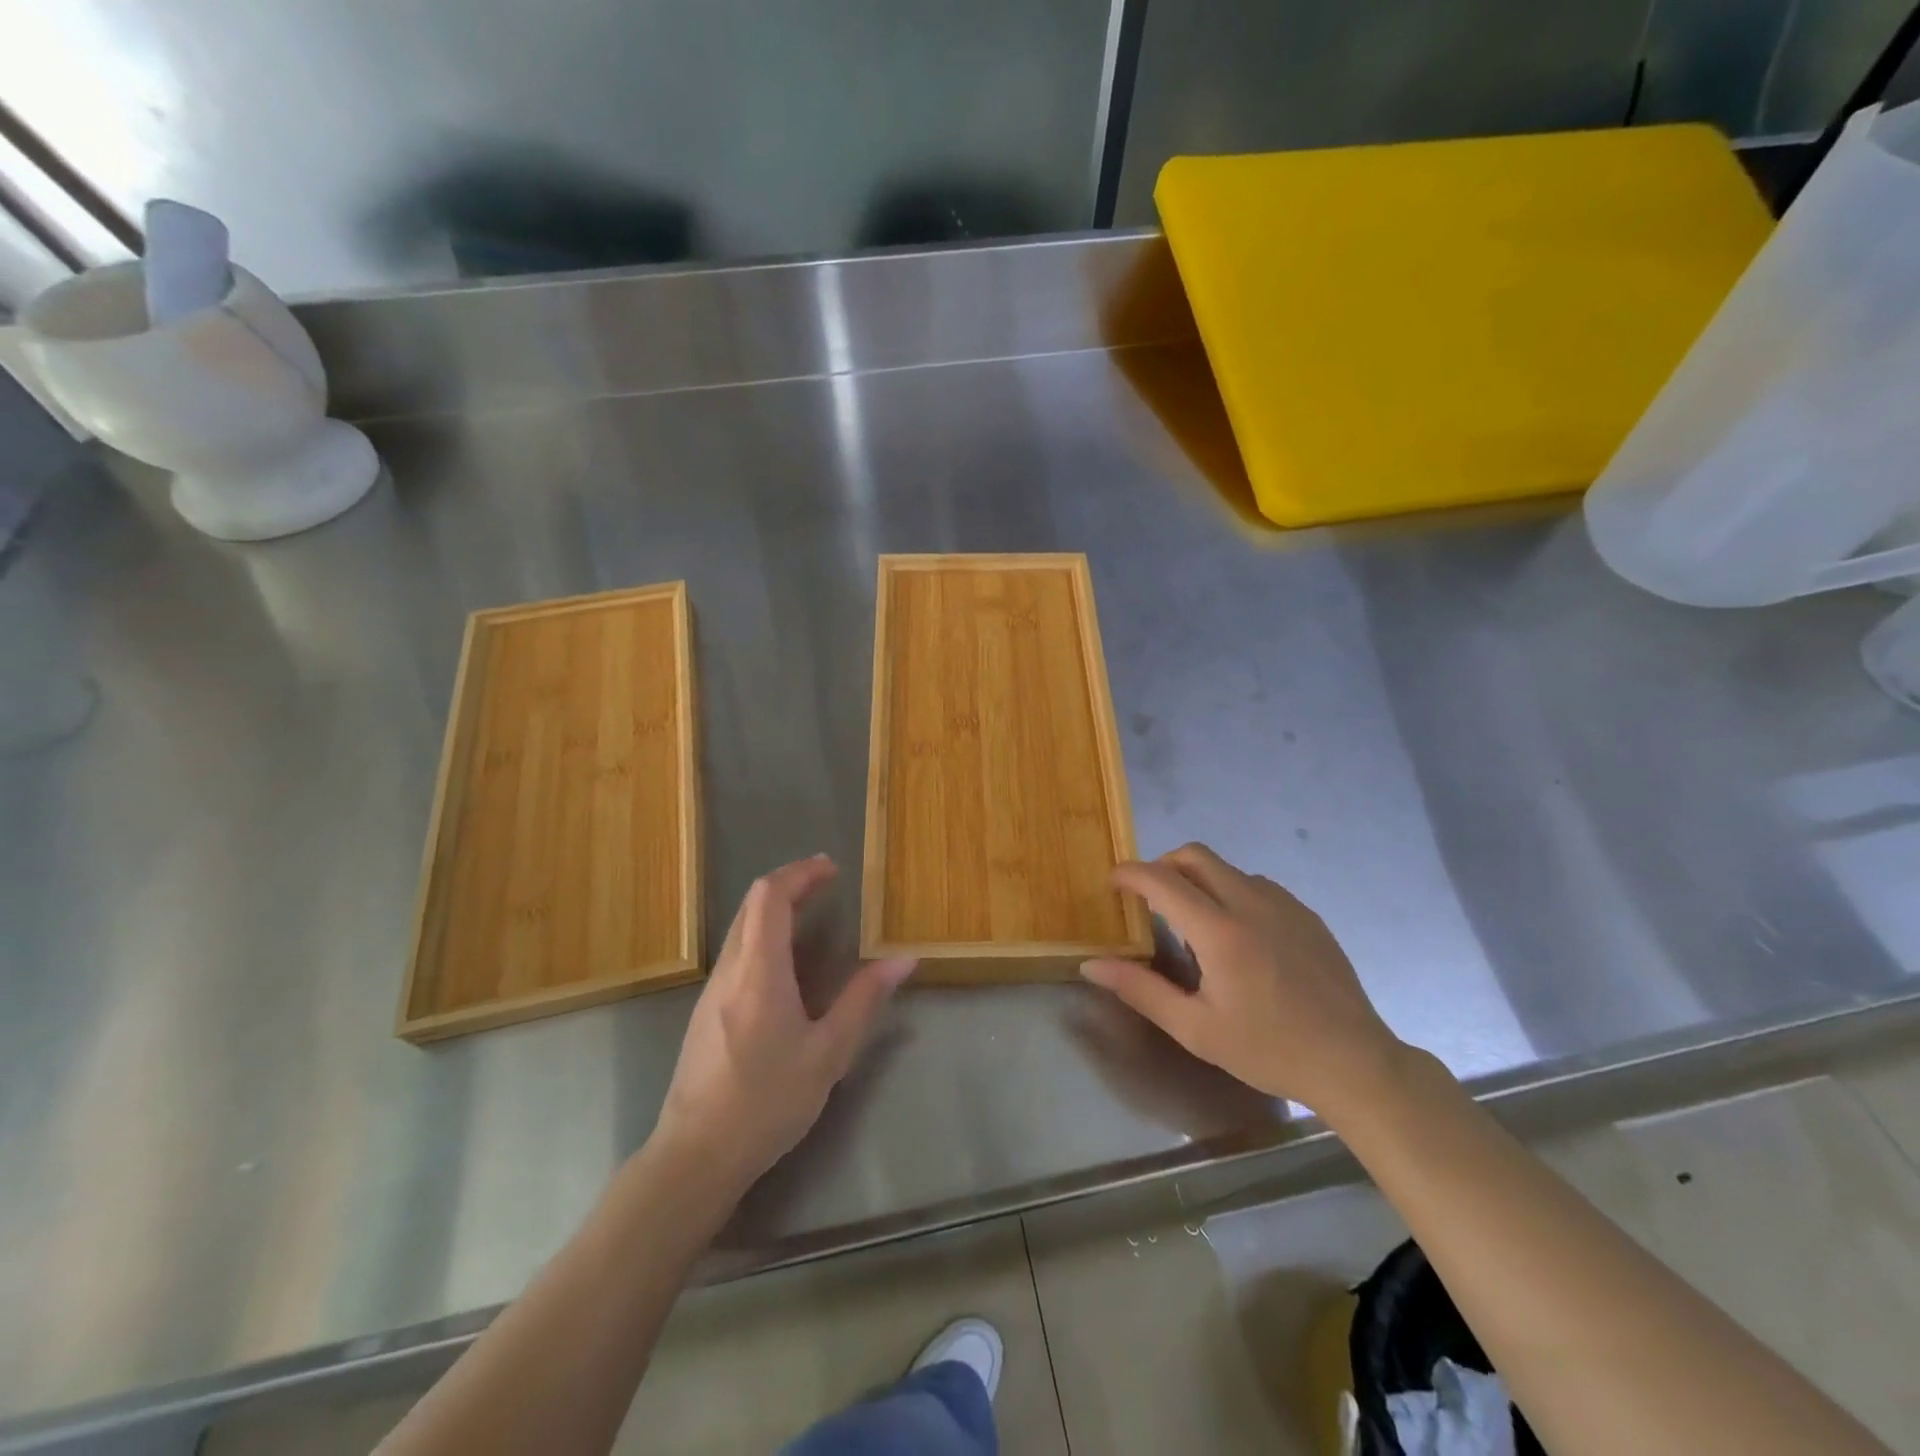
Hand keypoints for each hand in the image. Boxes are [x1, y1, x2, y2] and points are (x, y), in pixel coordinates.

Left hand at [652, 855, 914, 1196]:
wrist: (696, 1155)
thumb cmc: (767, 1101)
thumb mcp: (828, 1053)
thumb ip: (864, 1000)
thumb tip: (902, 960)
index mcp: (759, 970)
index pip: (770, 895)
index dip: (801, 873)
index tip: (832, 869)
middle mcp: (730, 968)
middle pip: (752, 904)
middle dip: (790, 884)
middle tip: (827, 884)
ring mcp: (712, 989)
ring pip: (742, 927)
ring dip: (776, 909)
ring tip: (814, 916)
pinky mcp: (706, 1011)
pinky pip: (737, 952)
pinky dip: (765, 935)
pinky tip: (788, 966)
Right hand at [1080, 843, 1403, 1116]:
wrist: (1354, 1063)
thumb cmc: (1268, 1050)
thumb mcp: (1195, 1029)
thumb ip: (1140, 990)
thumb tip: (1092, 964)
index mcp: (1220, 931)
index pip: (1161, 879)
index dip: (1129, 874)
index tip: (1111, 883)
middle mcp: (1250, 903)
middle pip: (1194, 855)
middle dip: (1162, 866)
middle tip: (1148, 898)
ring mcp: (1284, 904)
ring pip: (1226, 868)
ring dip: (1198, 879)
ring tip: (1193, 923)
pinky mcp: (1305, 914)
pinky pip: (1256, 885)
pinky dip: (1230, 892)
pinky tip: (1237, 937)